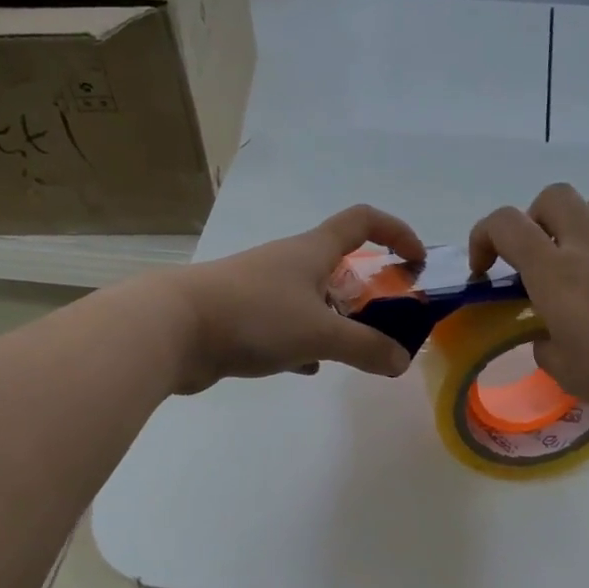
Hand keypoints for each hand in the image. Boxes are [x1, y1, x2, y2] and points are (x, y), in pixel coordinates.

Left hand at [158, 205, 425, 394]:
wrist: (172, 329)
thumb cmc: (254, 316)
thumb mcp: (319, 333)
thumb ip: (366, 348)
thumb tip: (401, 361)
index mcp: (312, 250)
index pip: (363, 220)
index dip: (397, 232)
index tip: (417, 262)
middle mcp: (288, 262)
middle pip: (340, 264)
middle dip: (369, 289)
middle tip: (389, 322)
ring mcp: (263, 289)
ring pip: (313, 299)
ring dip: (337, 319)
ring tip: (353, 351)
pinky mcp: (243, 316)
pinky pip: (286, 325)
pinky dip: (304, 342)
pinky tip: (309, 367)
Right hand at [468, 184, 588, 434]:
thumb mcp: (566, 372)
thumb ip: (546, 346)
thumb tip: (549, 335)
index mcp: (555, 274)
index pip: (506, 224)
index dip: (483, 237)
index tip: (485, 272)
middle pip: (554, 196)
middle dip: (533, 218)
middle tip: (535, 259)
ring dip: (576, 226)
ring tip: (578, 268)